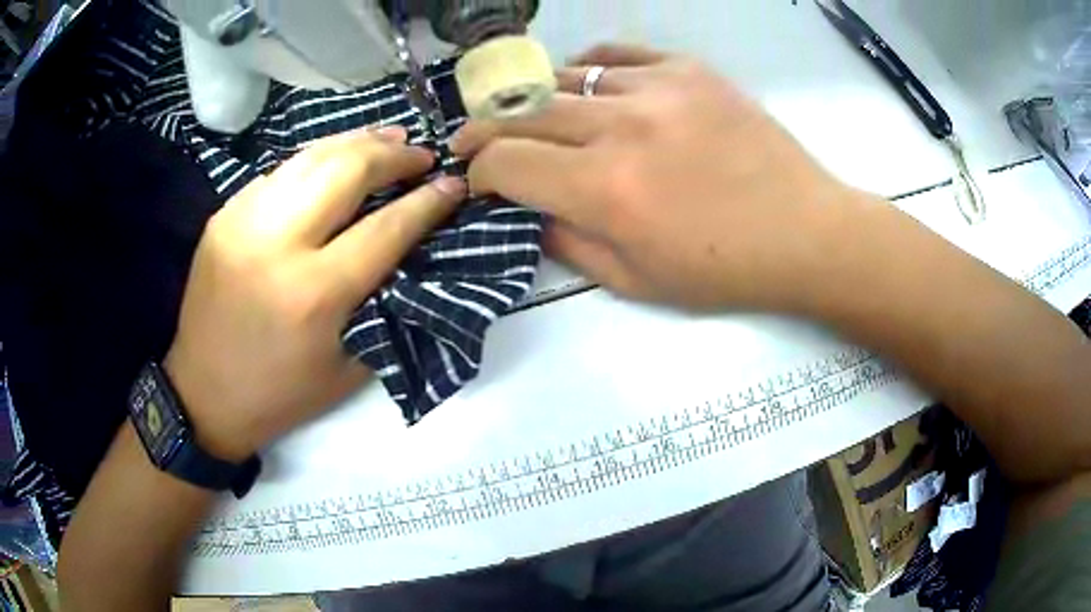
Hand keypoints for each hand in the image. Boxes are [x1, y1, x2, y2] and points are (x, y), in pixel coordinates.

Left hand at [164, 127, 465, 460]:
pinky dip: (316, 159)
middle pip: (347, 171)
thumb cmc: (282, 394)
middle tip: (421, 153)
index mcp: (314, 293)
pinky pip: (280, 172)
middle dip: (394, 155)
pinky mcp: (223, 216)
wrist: (204, 394)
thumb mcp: (349, 366)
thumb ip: (383, 304)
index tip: (454, 184)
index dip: (427, 201)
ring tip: (388, 139)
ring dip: (356, 143)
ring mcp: (243, 221)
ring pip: (311, 157)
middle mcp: (277, 244)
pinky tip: (335, 160)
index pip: (386, 227)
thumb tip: (411, 250)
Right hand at [452, 45, 872, 311]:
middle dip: (483, 129)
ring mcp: (657, 87)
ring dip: (534, 101)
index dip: (479, 172)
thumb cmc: (724, 270)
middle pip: (521, 112)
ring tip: (532, 117)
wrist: (806, 232)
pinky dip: (587, 69)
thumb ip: (568, 243)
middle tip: (473, 140)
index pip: (506, 162)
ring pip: (563, 78)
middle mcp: (621, 126)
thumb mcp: (636, 282)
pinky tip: (584, 85)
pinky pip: (616, 55)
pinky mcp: (688, 69)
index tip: (478, 180)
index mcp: (606, 189)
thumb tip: (527, 211)